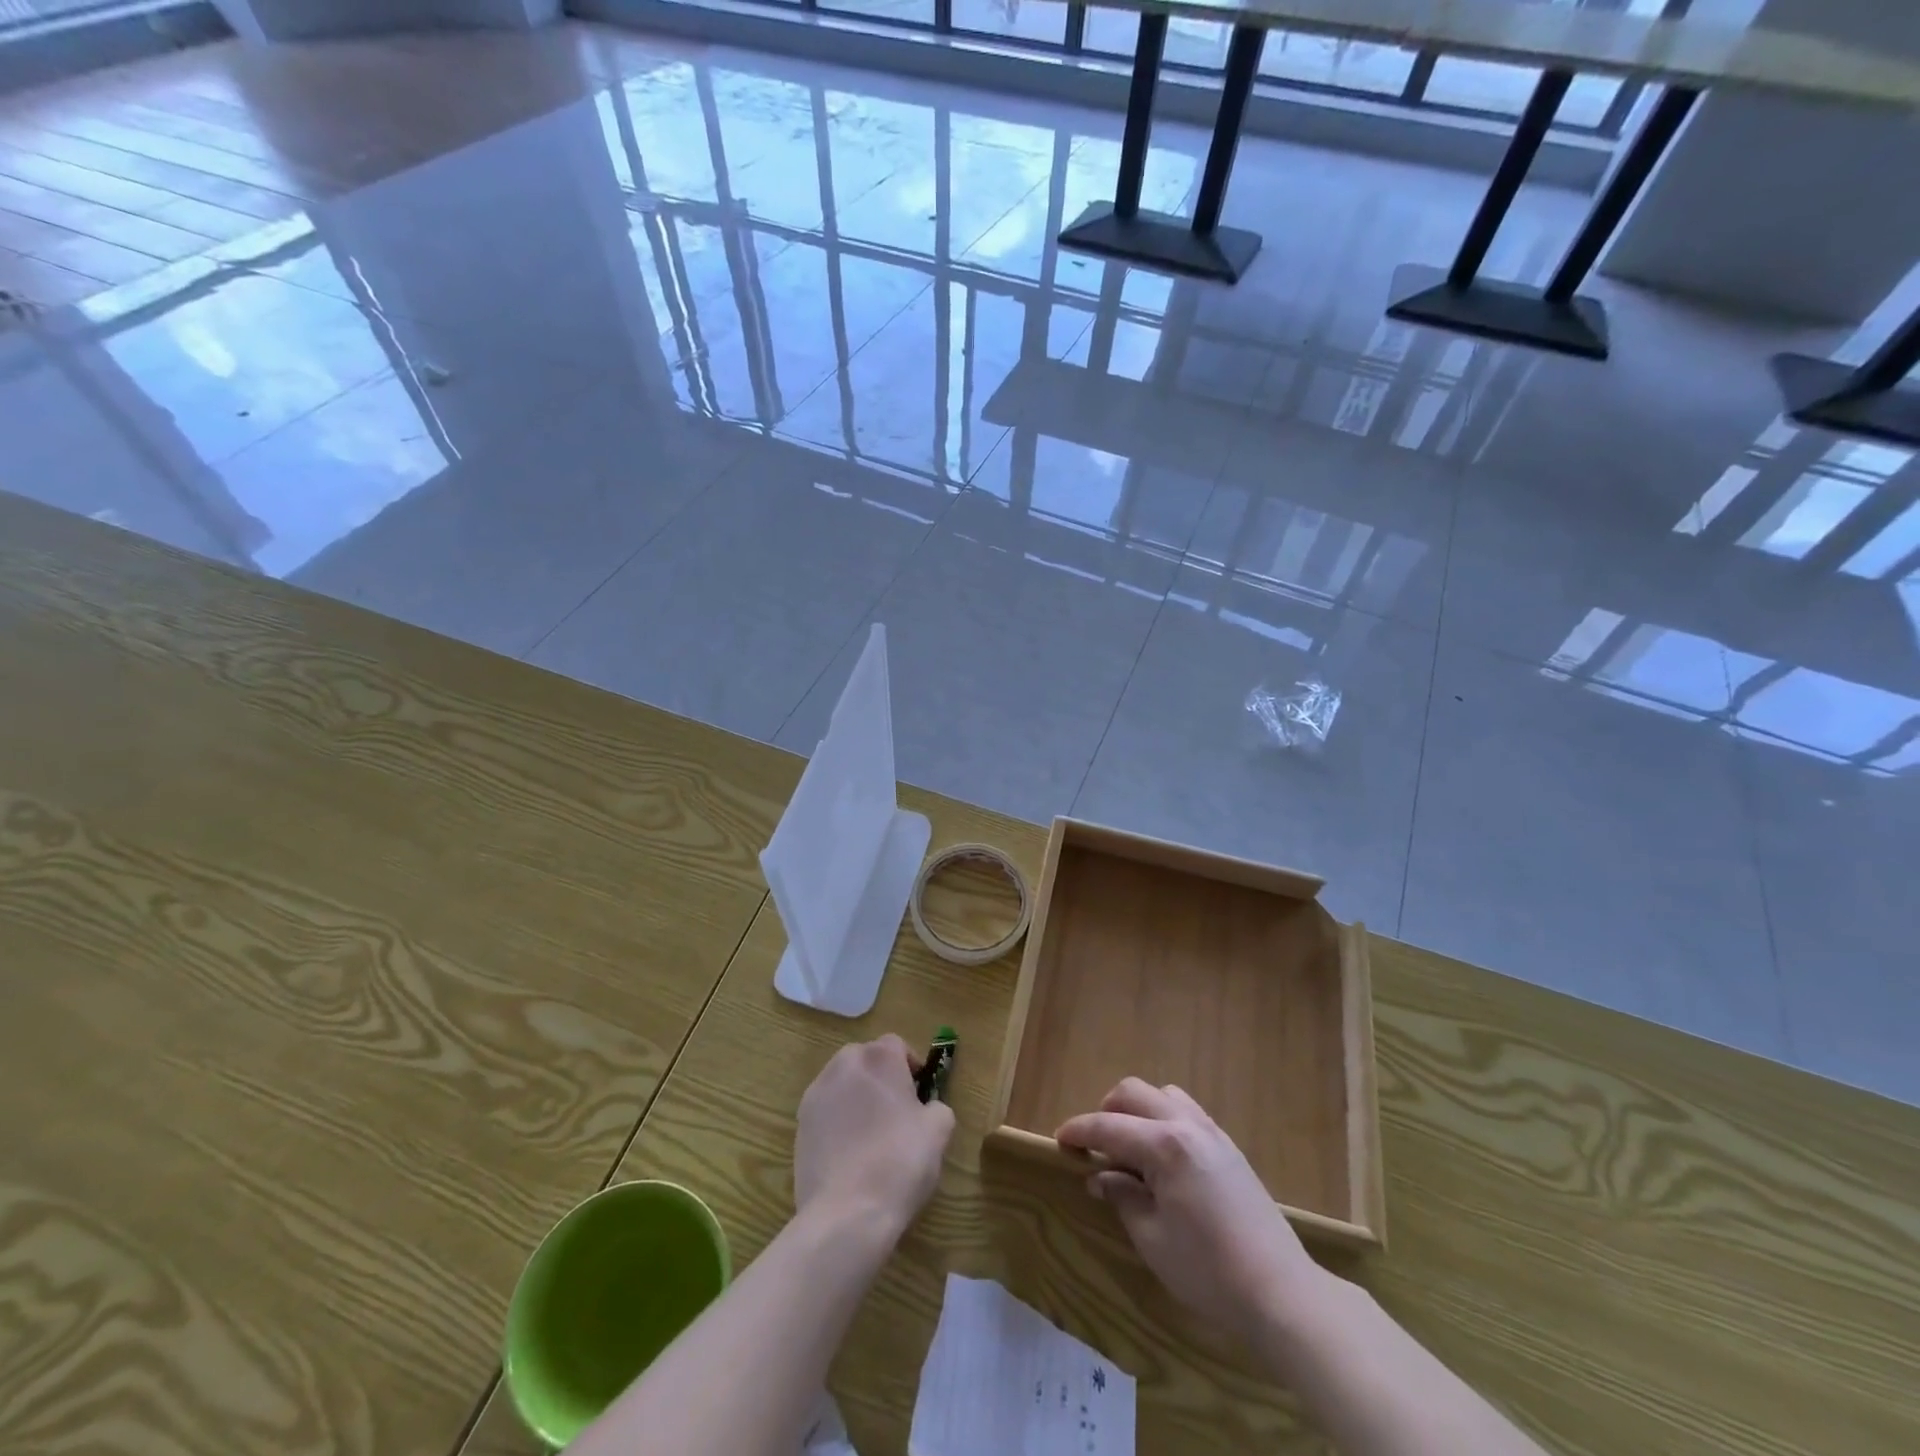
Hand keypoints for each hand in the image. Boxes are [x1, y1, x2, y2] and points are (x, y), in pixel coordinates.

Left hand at [795, 1035, 955, 1237]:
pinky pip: (826, 1113)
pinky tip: (850, 1155)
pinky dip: (838, 1123)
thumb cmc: (900, 1161)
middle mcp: (843, 1065)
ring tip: (872, 1135)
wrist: (847, 1213)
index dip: (911, 1066)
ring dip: (857, 1098)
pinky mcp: (799, 1125)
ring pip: (843, 1084)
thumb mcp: (939, 1131)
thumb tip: (927, 1109)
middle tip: (898, 1111)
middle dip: (881, 1078)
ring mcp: (816, 1094)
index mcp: (878, 1058)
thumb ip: (937, 1107)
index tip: (920, 1093)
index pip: (896, 1045)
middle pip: (866, 1060)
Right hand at [1056, 1079, 1322, 1345]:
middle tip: (1095, 1147)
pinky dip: (1163, 1121)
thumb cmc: (1208, 1270)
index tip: (1059, 1140)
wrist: (1281, 1292)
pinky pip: (1186, 1112)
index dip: (1078, 1131)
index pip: (1108, 1126)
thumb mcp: (1152, 1239)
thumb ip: (1122, 1197)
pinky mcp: (1228, 1147)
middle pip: (1134, 1092)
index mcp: (1164, 1145)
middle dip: (1106, 1111)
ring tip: (1130, 1151)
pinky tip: (1162, 1160)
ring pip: (1162, 1095)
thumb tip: (1100, 1176)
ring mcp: (1212, 1132)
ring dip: (1138, 1111)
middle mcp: (1186, 1125)